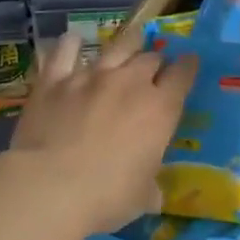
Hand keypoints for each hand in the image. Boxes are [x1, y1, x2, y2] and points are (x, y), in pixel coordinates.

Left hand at [8, 26, 197, 238]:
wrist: (50, 186)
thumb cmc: (107, 196)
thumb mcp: (141, 198)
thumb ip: (150, 188)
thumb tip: (153, 194)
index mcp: (160, 109)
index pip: (182, 75)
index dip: (188, 67)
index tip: (189, 64)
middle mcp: (130, 83)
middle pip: (150, 58)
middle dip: (155, 61)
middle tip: (153, 69)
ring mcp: (91, 76)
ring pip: (116, 46)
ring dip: (126, 44)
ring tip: (128, 43)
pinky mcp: (55, 79)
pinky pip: (65, 51)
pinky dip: (70, 44)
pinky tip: (71, 41)